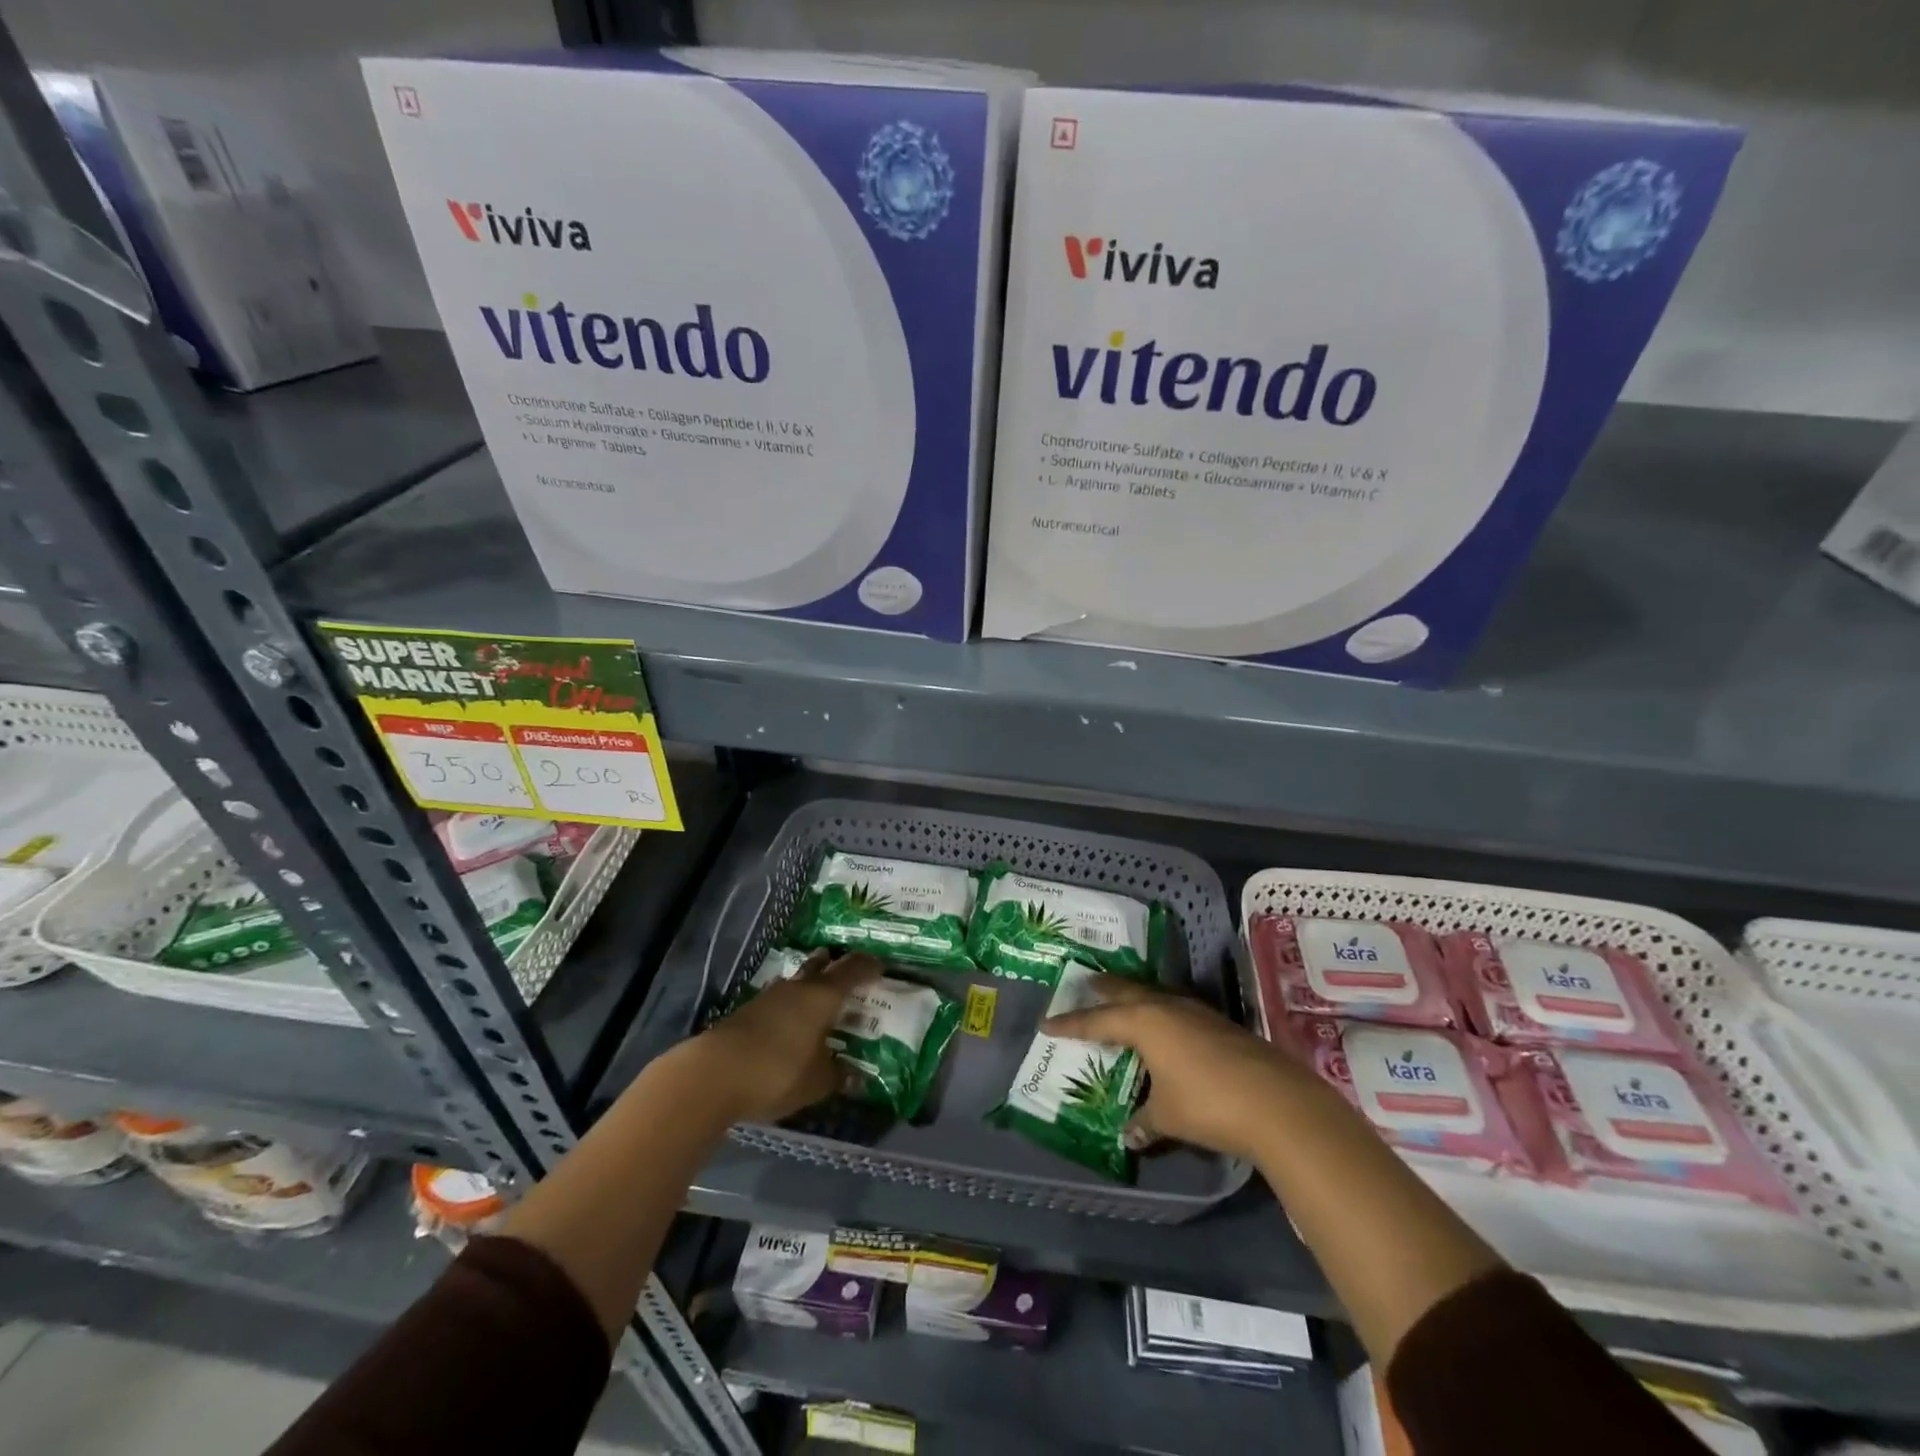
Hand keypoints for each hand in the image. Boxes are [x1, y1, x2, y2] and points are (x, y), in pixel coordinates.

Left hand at [688, 949, 880, 1122]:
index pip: (852, 970)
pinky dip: (791, 1007)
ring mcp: (769, 997)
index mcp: (822, 996)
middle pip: (820, 966)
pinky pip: (779, 1002)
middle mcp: (798, 988)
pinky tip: (792, 1023)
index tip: (880, 965)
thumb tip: (857, 1076)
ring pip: (797, 983)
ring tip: (821, 999)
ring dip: (810, 986)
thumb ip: (838, 1075)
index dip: (868, 966)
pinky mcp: (747, 1013)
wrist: (713, 1074)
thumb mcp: (817, 1082)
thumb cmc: (778, 1071)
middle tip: (849, 971)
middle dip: (835, 965)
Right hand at [1043, 975, 1304, 1162]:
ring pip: (1155, 995)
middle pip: (1127, 991)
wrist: (1276, 1102)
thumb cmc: (1207, 1104)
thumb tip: (1130, 1134)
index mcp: (1144, 1022)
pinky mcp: (1219, 1024)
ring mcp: (1196, 1012)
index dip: (1071, 1024)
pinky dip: (1161, 1011)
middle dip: (1104, 988)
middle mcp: (1167, 1007)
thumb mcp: (1168, 1117)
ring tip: (1122, 999)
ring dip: (1135, 996)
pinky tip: (1166, 1026)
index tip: (1047, 1023)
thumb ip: (1145, 1120)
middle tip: (1086, 983)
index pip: (1097, 1020)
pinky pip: (1177, 1008)